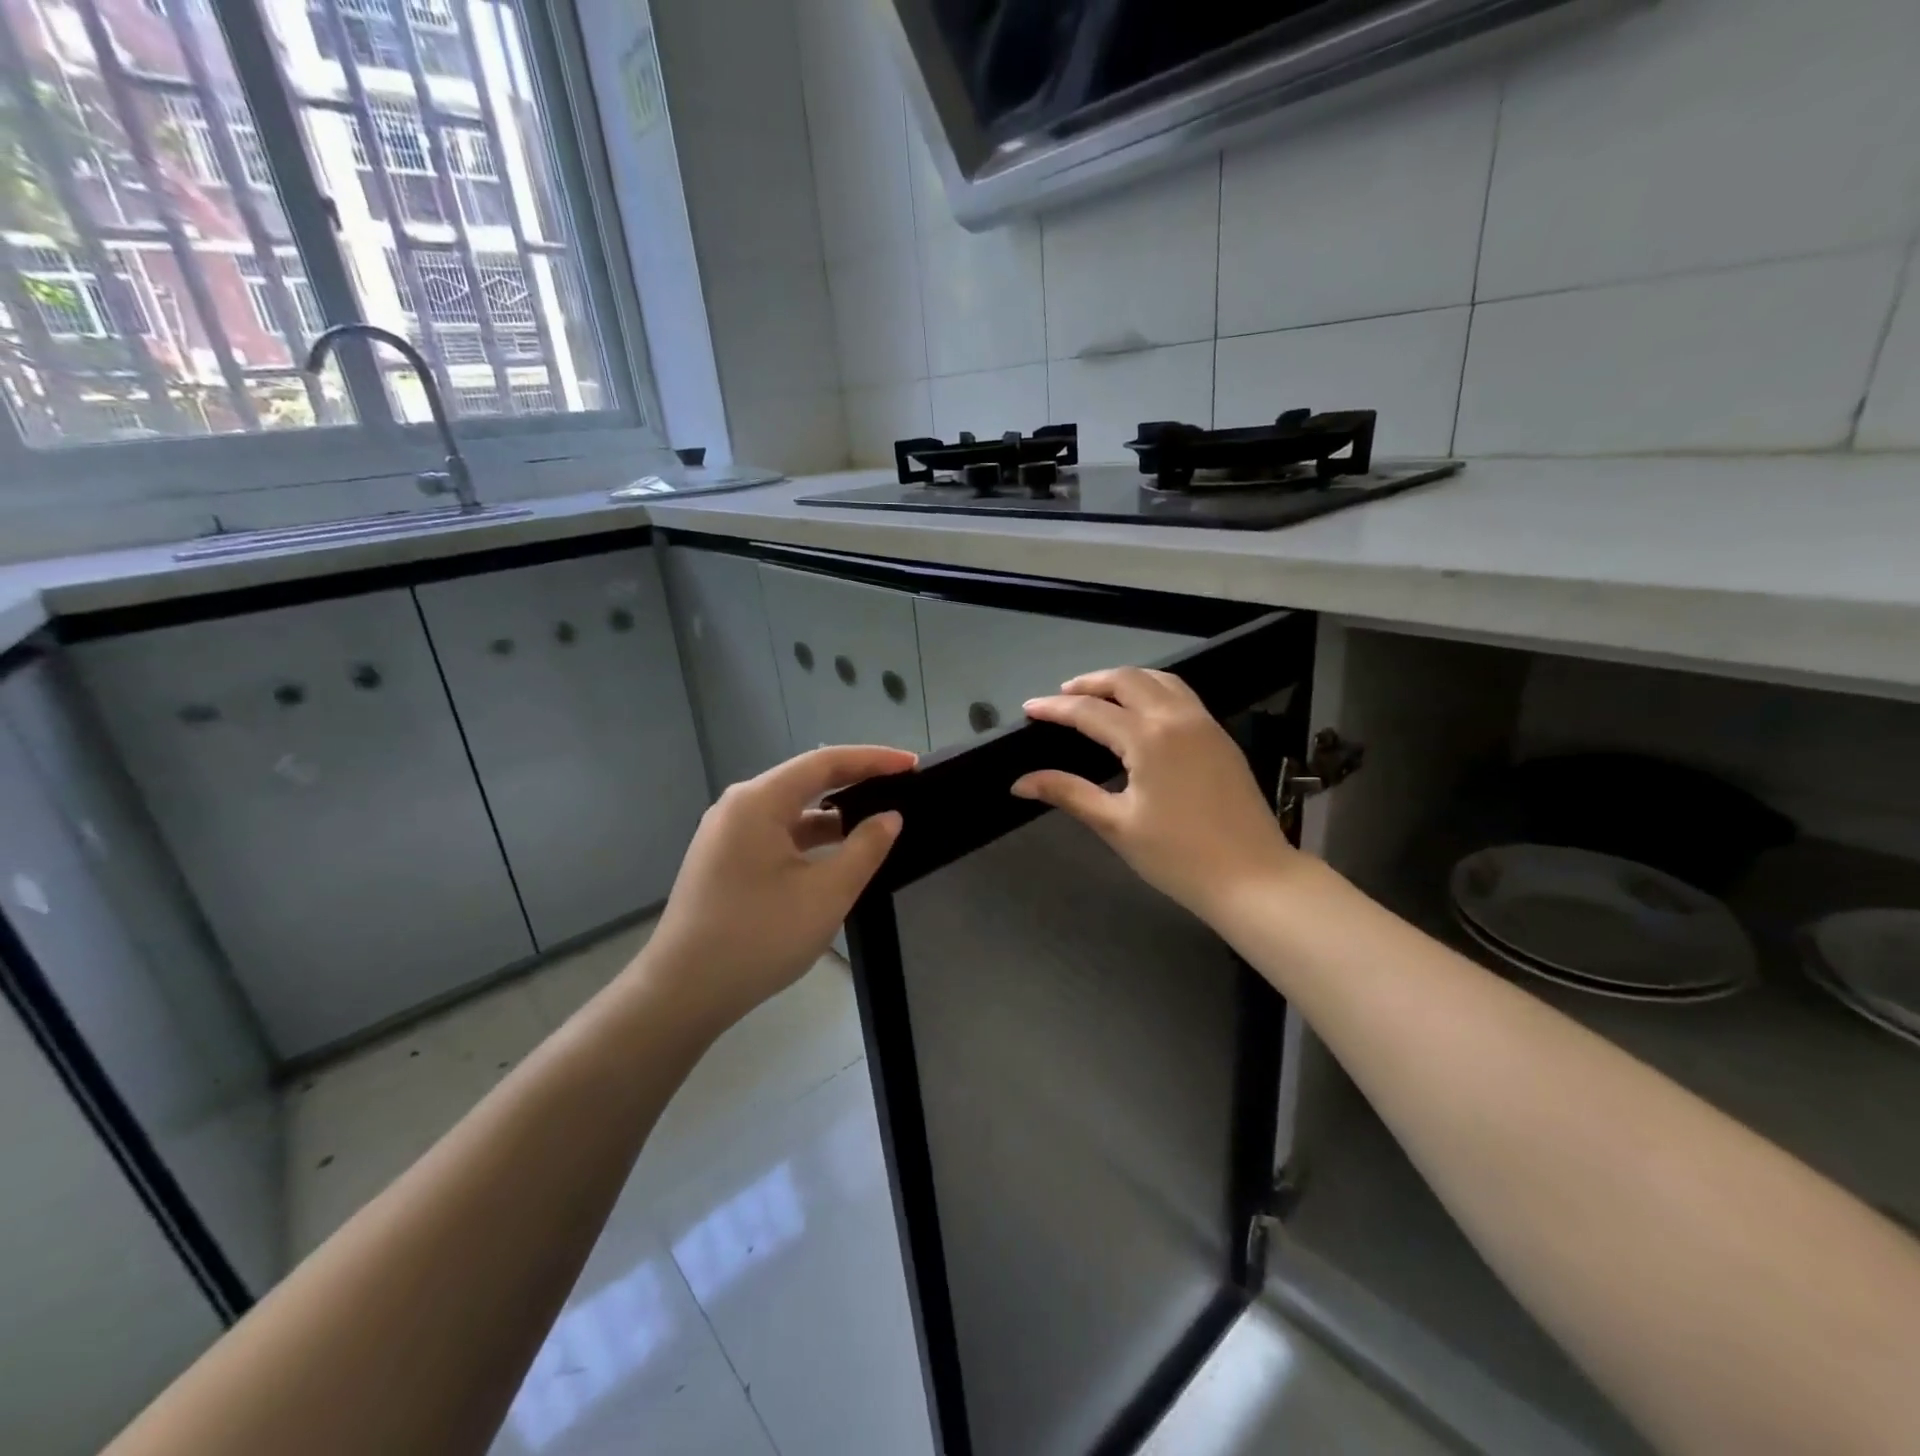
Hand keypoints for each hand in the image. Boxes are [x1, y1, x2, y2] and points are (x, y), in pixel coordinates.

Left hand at [638, 745, 912, 1029]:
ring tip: (876, 822)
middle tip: (900, 788)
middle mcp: (738, 806)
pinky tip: (836, 855)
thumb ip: (865, 848)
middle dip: (855, 782)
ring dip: (833, 815)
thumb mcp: (826, 893)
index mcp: (758, 801)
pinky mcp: (723, 860)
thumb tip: (889, 817)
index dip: (873, 759)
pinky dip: (810, 838)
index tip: (912, 764)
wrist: (681, 993)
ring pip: (790, 811)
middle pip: (805, 780)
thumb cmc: (758, 937)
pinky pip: (776, 834)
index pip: (825, 762)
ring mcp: (726, 834)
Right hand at [1013, 668, 1295, 923]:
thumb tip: (1021, 782)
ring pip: (1160, 680)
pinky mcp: (1220, 737)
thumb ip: (1068, 793)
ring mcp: (1205, 724)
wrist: (1254, 877)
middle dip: (1090, 683)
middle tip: (1062, 697)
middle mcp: (1177, 718)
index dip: (1055, 708)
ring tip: (1099, 696)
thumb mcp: (1116, 824)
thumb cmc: (1178, 856)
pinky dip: (1152, 690)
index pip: (1090, 711)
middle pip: (1127, 680)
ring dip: (1124, 681)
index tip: (1029, 708)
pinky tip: (1141, 712)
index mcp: (1148, 738)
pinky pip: (1181, 695)